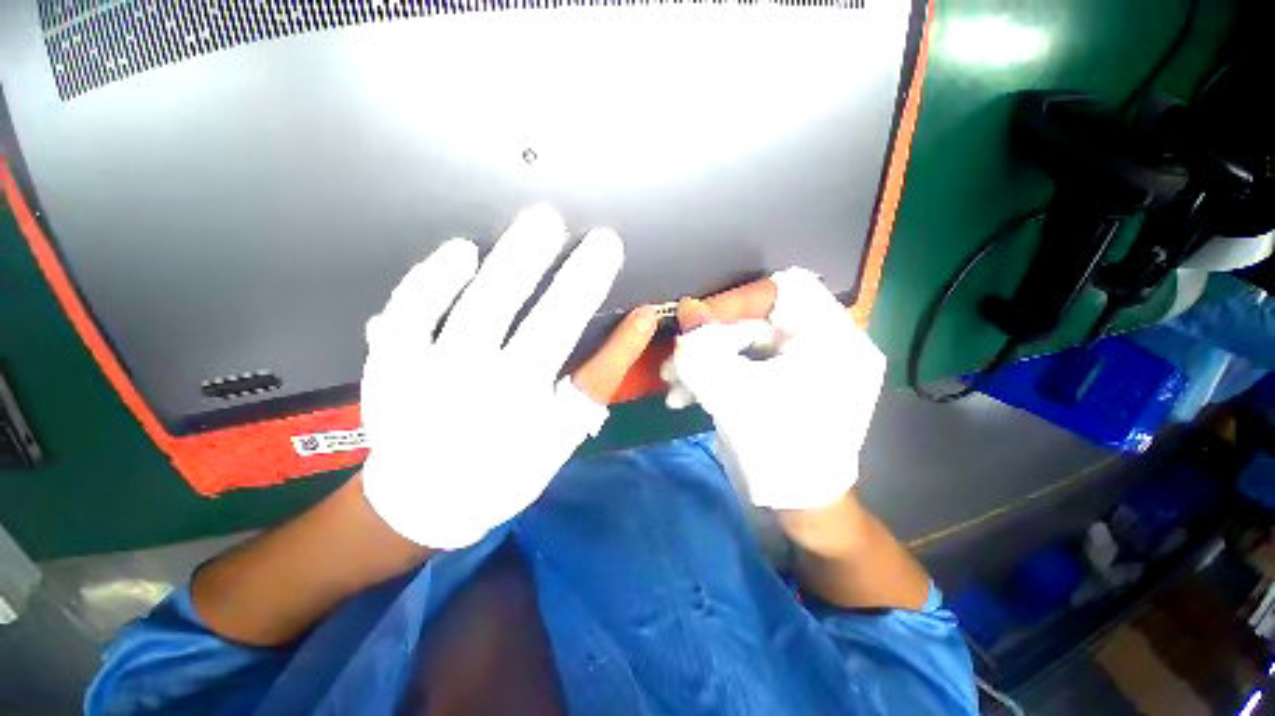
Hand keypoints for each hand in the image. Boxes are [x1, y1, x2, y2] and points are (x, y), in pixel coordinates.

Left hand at [360, 205, 656, 548]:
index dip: (595, 293)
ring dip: (510, 263)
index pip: (575, 340)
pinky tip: (460, 250)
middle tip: (590, 232)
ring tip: (541, 224)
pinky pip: (406, 314)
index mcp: (529, 406)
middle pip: (532, 321)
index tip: (613, 251)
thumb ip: (602, 373)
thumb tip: (639, 321)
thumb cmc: (509, 466)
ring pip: (473, 309)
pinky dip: (429, 280)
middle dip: (566, 273)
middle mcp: (483, 388)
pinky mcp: (390, 365)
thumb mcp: (567, 429)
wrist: (427, 497)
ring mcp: (430, 374)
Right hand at [663, 268, 885, 509]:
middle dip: (710, 339)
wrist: (802, 507)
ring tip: (672, 382)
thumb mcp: (735, 397)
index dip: (735, 301)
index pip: (782, 289)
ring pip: (745, 343)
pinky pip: (746, 363)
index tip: (696, 322)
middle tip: (675, 360)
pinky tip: (685, 394)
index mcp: (831, 337)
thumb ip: (704, 349)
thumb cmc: (782, 451)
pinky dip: (715, 373)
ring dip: (706, 358)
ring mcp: (802, 362)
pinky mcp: (783, 380)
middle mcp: (823, 342)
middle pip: (757, 319)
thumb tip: (685, 308)